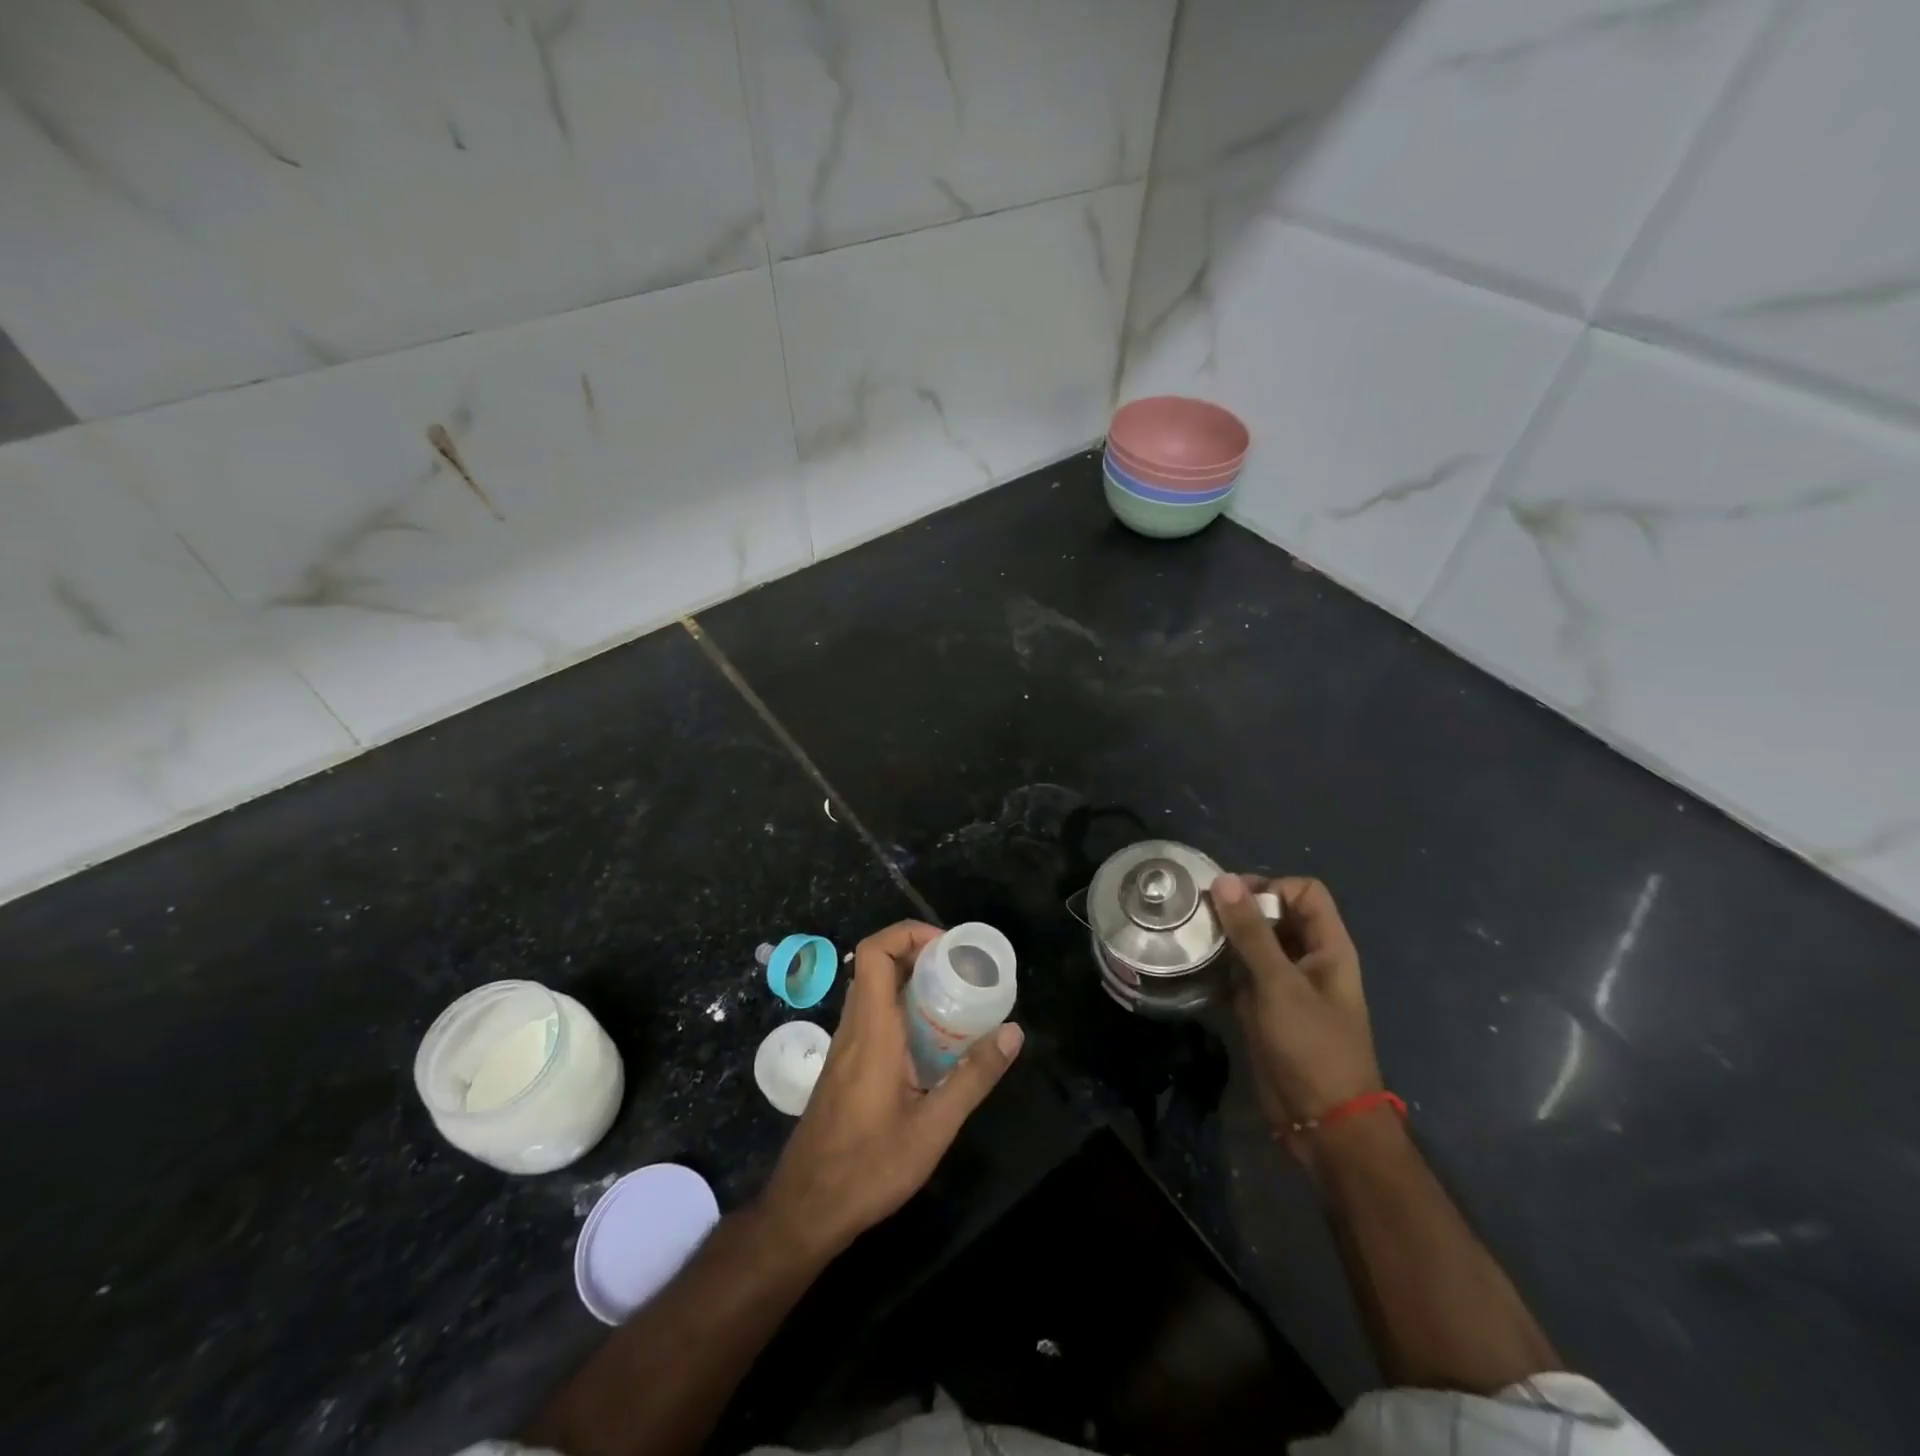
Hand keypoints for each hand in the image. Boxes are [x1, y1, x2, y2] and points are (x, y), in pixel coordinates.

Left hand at [760, 921, 1023, 1258]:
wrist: (806, 1209)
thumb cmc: (868, 1168)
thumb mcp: (933, 1128)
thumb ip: (973, 1078)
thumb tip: (1013, 1032)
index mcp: (872, 1030)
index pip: (875, 953)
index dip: (907, 934)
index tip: (947, 948)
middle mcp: (854, 1028)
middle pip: (877, 966)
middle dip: (918, 956)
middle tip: (960, 972)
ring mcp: (845, 1048)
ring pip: (874, 992)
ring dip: (910, 984)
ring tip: (953, 1001)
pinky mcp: (845, 1067)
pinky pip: (872, 1018)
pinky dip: (901, 1011)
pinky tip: (932, 1044)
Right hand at [1212, 876, 1382, 1159]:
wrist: (1323, 1122)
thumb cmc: (1312, 1046)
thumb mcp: (1280, 984)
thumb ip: (1251, 932)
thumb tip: (1223, 880)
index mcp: (1328, 947)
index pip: (1303, 892)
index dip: (1271, 887)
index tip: (1231, 899)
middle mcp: (1307, 959)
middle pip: (1275, 914)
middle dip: (1240, 909)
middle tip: (1200, 914)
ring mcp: (1284, 985)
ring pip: (1254, 943)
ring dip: (1226, 937)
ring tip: (1190, 936)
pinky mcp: (1263, 1008)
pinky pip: (1240, 973)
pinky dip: (1220, 966)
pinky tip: (1194, 967)